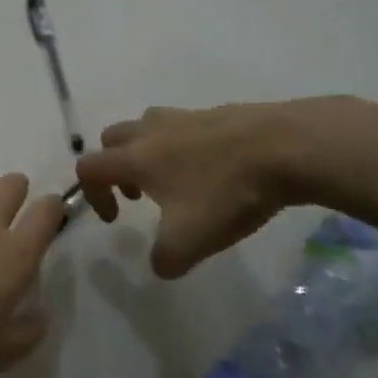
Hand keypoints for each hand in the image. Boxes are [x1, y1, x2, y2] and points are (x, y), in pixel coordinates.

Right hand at [76, 100, 351, 278]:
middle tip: (138, 194)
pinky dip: (184, 146)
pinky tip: (214, 170)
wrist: (287, 147)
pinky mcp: (218, 112)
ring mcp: (186, 116)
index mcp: (136, 157)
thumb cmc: (227, 192)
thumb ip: (165, 259)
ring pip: (148, 126)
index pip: (90, 167)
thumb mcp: (190, 241)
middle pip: (113, 138)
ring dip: (147, 151)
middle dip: (116, 166)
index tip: (116, 219)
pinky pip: (185, 126)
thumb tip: (160, 265)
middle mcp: (153, 130)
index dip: (92, 194)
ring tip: (175, 180)